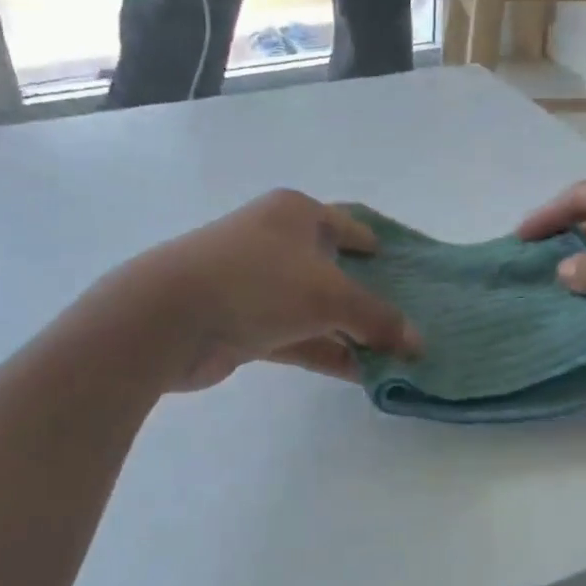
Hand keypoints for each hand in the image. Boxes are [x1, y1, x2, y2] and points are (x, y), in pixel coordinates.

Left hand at [119, 189, 421, 391]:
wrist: (169, 318)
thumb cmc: (257, 282)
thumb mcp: (329, 295)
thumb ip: (377, 317)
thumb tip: (417, 343)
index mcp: (295, 213)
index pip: (347, 224)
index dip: (377, 244)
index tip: (405, 267)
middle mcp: (275, 242)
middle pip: (334, 267)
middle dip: (369, 294)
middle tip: (408, 316)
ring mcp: (257, 284)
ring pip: (316, 306)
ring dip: (351, 330)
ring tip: (395, 353)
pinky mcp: (244, 323)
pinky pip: (298, 336)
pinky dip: (327, 350)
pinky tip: (361, 372)